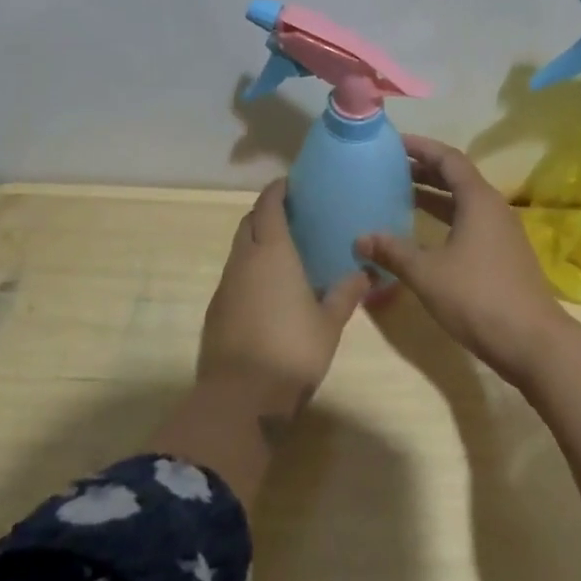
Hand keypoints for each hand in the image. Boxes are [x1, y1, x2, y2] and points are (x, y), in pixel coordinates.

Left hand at [199, 180, 370, 419]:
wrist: (241, 397)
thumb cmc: (292, 350)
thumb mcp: (329, 323)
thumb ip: (345, 293)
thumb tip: (364, 273)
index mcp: (272, 253)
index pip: (268, 207)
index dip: (277, 191)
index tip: (290, 183)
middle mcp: (243, 262)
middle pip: (248, 223)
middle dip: (265, 212)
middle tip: (292, 215)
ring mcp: (225, 286)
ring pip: (239, 250)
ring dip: (256, 242)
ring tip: (284, 250)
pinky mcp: (216, 311)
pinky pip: (234, 276)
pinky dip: (249, 269)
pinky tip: (268, 287)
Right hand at [355, 135, 571, 384]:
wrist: (532, 342)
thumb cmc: (478, 298)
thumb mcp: (428, 274)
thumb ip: (393, 252)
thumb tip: (361, 238)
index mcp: (478, 200)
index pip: (448, 159)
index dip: (420, 147)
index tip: (392, 142)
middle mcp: (493, 208)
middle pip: (456, 178)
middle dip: (423, 170)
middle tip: (389, 167)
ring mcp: (501, 233)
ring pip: (463, 203)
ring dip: (433, 196)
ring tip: (398, 194)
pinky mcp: (503, 255)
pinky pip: (469, 223)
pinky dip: (444, 219)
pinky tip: (422, 235)